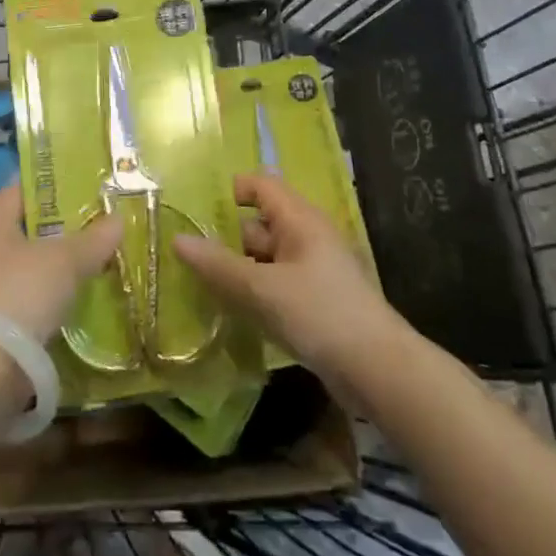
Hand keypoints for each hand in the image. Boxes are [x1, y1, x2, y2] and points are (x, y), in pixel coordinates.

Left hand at [0, 185, 124, 344]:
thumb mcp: (66, 260)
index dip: (42, 186)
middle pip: (22, 231)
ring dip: (52, 268)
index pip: (14, 192)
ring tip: (90, 262)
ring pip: (26, 269)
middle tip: (90, 223)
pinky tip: (75, 301)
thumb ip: (93, 240)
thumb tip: (118, 219)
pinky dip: (49, 301)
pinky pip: (28, 303)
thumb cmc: (21, 292)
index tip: (71, 184)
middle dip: (54, 229)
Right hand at [173, 173, 403, 395]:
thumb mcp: (262, 289)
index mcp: (300, 219)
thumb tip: (177, 239)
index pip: (262, 185)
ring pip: (266, 257)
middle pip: (260, 223)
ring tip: (198, 281)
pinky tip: (232, 309)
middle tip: (185, 250)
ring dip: (238, 268)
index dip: (231, 190)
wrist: (377, 370)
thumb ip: (219, 266)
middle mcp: (307, 237)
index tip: (194, 207)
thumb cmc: (319, 314)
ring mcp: (313, 270)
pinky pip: (276, 284)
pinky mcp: (315, 301)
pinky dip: (255, 290)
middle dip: (226, 235)